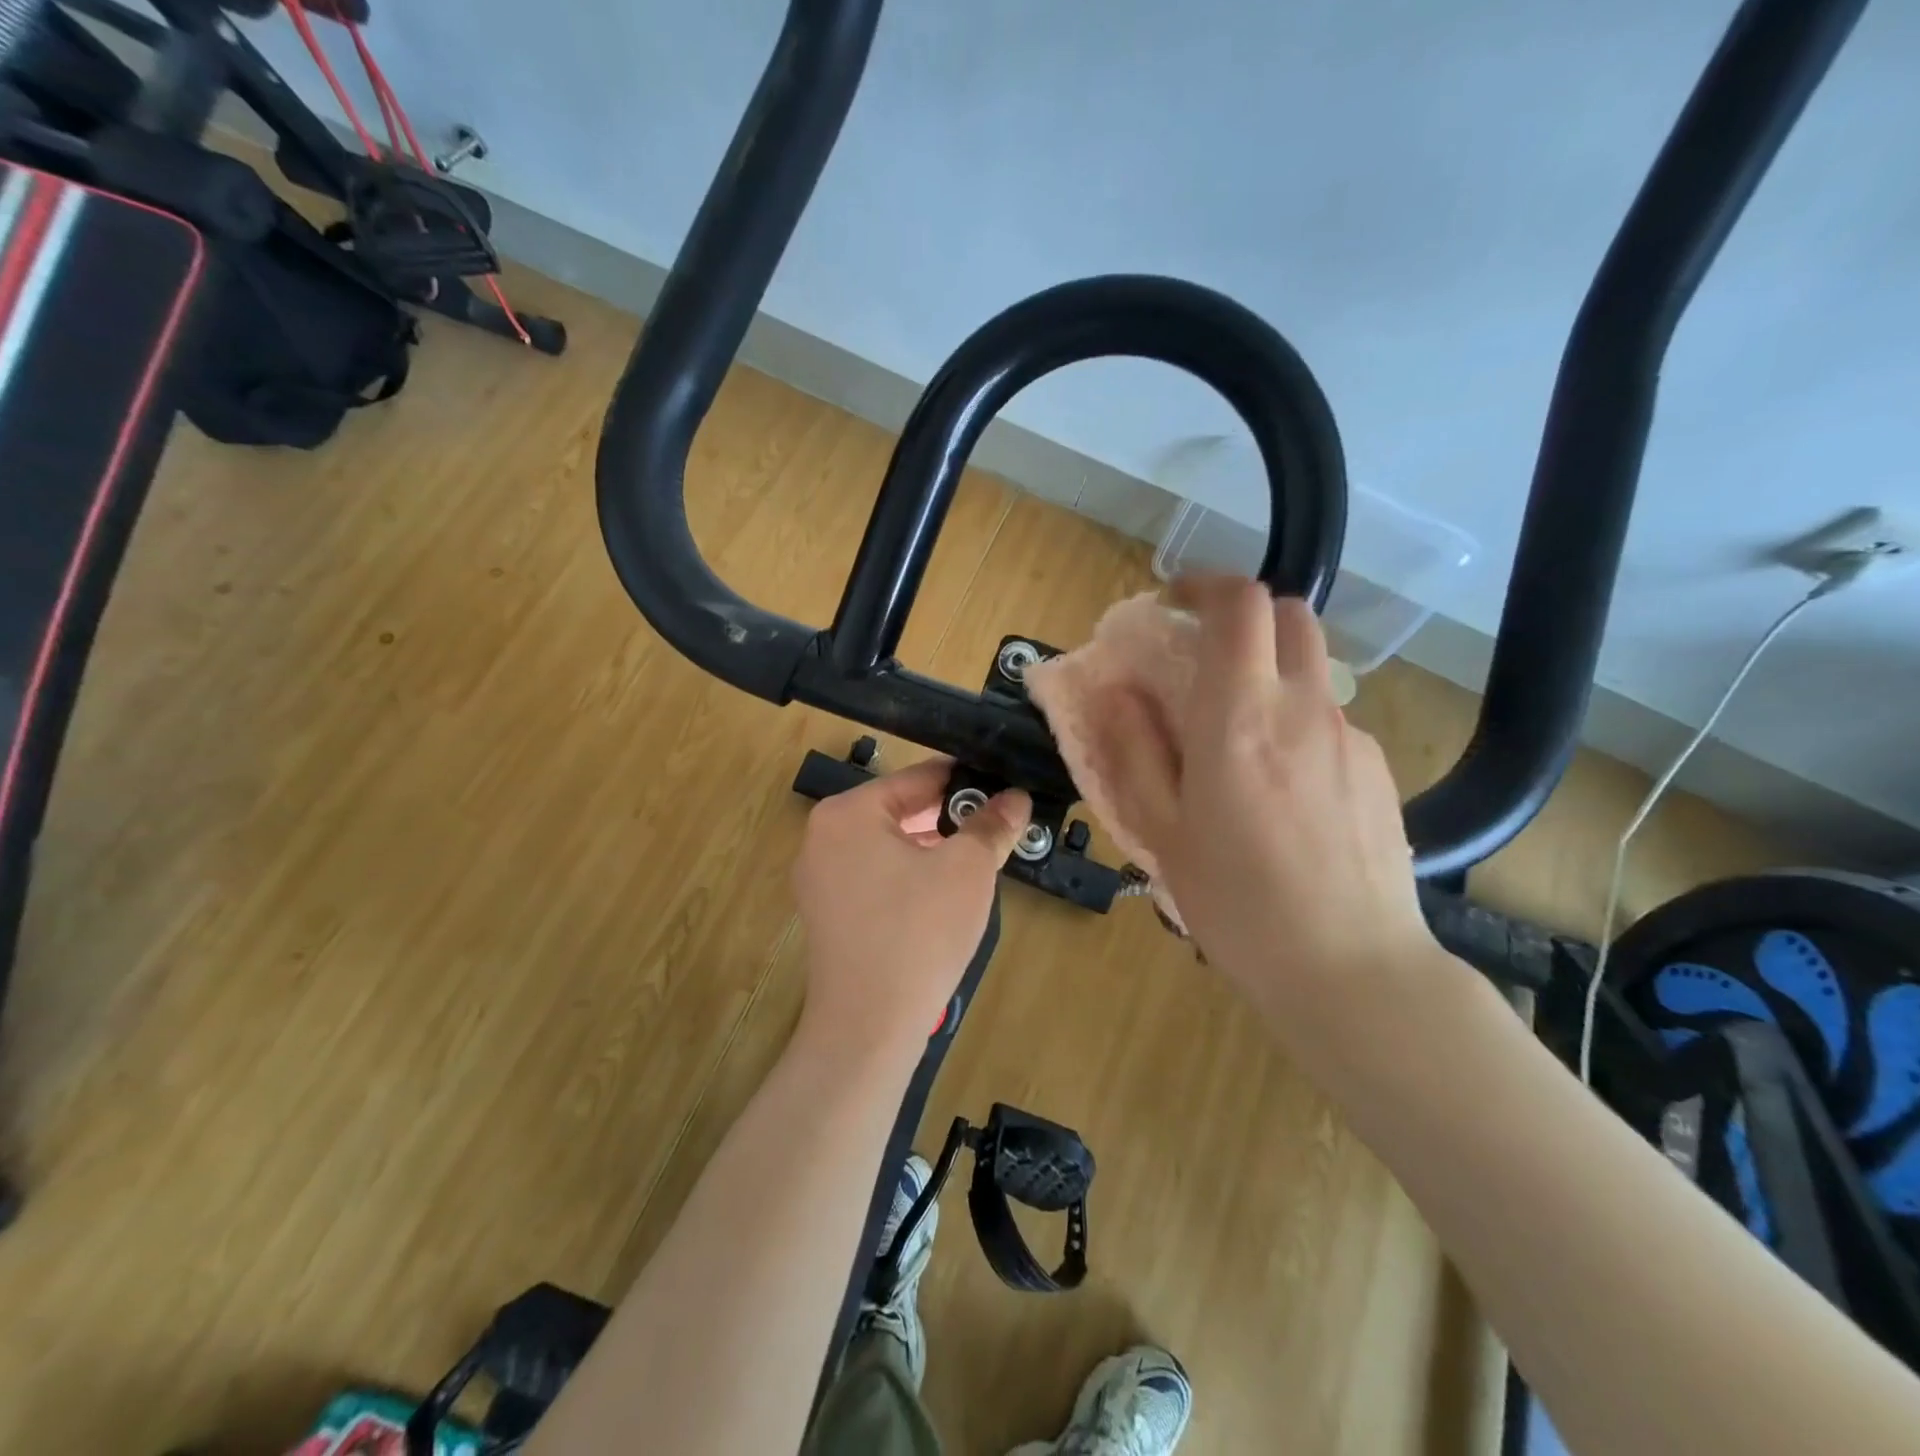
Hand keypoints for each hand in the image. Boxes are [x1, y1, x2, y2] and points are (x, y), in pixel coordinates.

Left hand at [793, 759, 1029, 1059]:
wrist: (869, 1025)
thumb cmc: (918, 932)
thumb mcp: (967, 870)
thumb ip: (991, 825)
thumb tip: (1016, 797)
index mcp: (848, 812)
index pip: (918, 777)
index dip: (967, 779)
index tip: (1004, 784)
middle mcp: (823, 836)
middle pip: (900, 809)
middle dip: (950, 817)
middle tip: (998, 823)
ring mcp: (819, 877)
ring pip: (889, 844)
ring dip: (932, 847)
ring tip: (978, 856)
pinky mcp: (827, 913)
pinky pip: (875, 875)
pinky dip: (910, 874)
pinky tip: (944, 892)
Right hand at [1085, 576, 1439, 1034]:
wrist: (1351, 968)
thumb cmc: (1237, 902)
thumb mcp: (1163, 830)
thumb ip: (1135, 751)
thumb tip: (1119, 691)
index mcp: (1240, 717)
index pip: (1240, 605)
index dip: (1206, 584)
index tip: (1174, 601)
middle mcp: (1304, 708)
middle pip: (1291, 614)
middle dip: (1245, 616)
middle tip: (1205, 656)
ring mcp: (1350, 735)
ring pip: (1312, 668)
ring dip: (1271, 673)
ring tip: (1239, 739)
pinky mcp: (1378, 767)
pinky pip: (1331, 719)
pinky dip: (1298, 722)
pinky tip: (1284, 791)